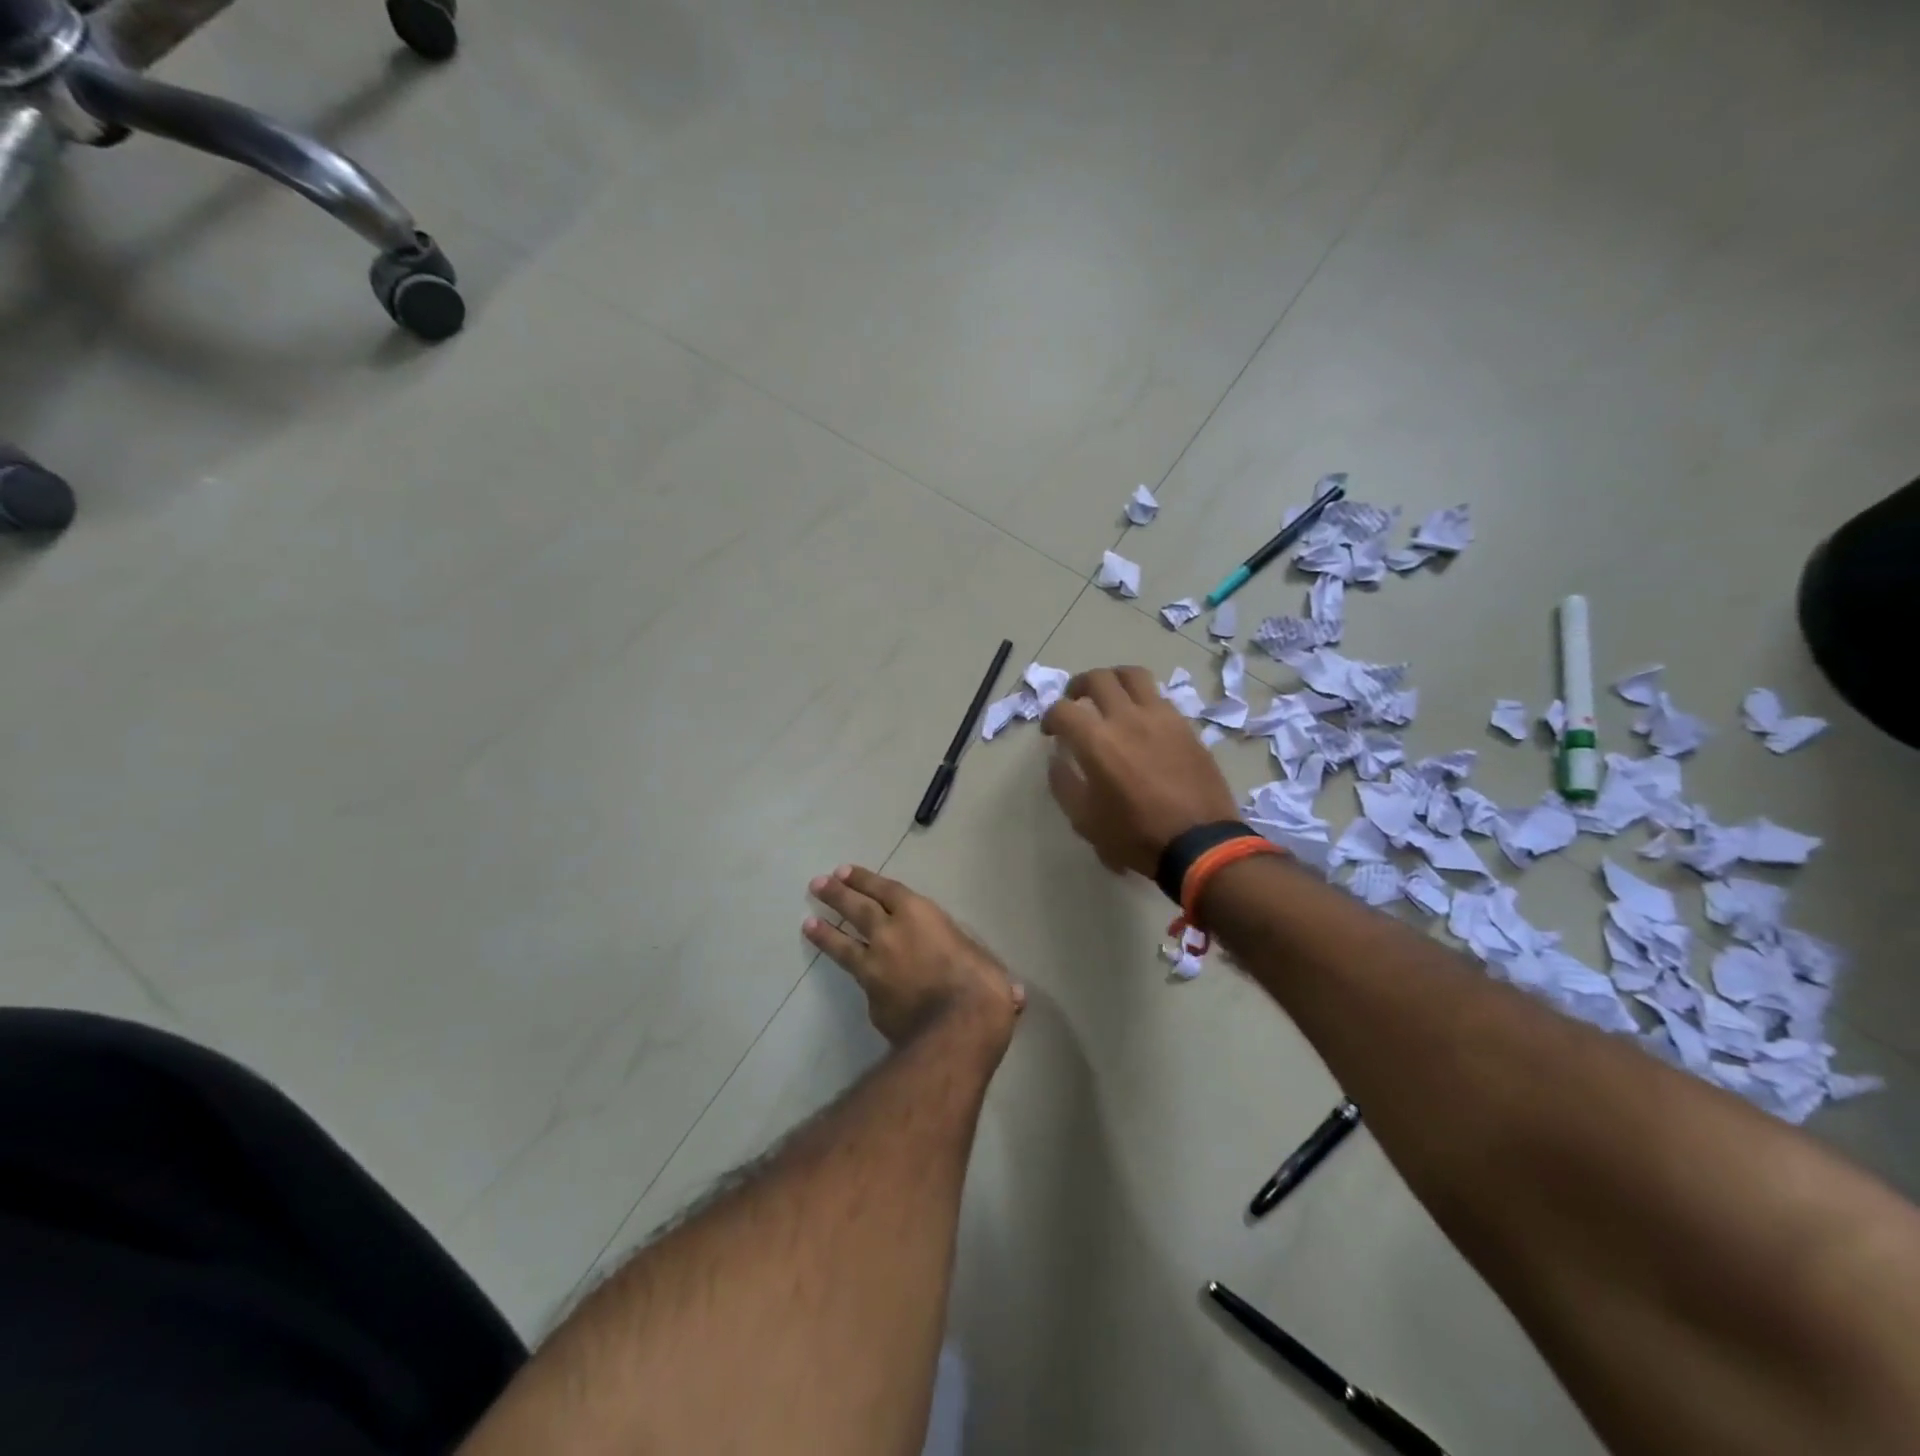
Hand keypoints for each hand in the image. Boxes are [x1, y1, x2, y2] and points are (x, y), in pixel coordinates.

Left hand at [804, 866, 1024, 1049]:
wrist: (955, 1031)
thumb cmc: (980, 986)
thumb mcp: (987, 966)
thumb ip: (982, 972)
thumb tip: (1011, 996)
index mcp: (920, 915)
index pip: (885, 890)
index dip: (864, 880)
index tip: (844, 871)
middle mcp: (891, 934)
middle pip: (856, 908)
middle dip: (836, 894)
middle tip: (817, 885)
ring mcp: (876, 967)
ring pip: (844, 943)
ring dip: (826, 931)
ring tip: (808, 923)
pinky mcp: (871, 999)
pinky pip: (860, 982)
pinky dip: (856, 977)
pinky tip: (854, 980)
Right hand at [1041, 665, 1241, 876]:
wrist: (1199, 844)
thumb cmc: (1135, 836)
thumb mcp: (1084, 820)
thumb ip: (1063, 783)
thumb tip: (1058, 758)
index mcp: (1097, 741)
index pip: (1063, 710)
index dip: (1050, 717)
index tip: (1051, 731)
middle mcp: (1127, 718)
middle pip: (1098, 678)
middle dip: (1078, 686)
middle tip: (1075, 702)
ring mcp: (1161, 717)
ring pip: (1133, 675)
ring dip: (1114, 680)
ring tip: (1110, 696)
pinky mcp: (1185, 725)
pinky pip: (1159, 697)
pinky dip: (1142, 699)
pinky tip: (1141, 719)